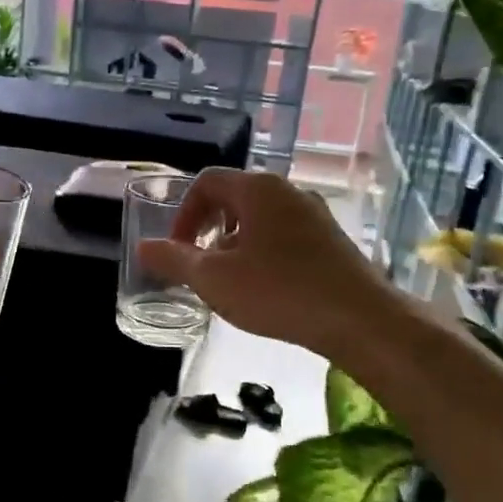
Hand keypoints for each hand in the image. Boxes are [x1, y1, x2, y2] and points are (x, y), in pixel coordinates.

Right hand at [138, 169, 383, 356]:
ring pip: (261, 218)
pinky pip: (285, 235)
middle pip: (235, 198)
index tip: (178, 249)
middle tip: (199, 264)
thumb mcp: (213, 279)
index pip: (206, 182)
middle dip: (208, 229)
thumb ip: (174, 260)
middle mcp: (288, 191)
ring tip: (229, 280)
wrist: (359, 319)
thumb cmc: (278, 291)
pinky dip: (263, 252)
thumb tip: (143, 247)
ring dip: (235, 243)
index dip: (183, 214)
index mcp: (258, 189)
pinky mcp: (332, 240)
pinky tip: (265, 288)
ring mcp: (315, 214)